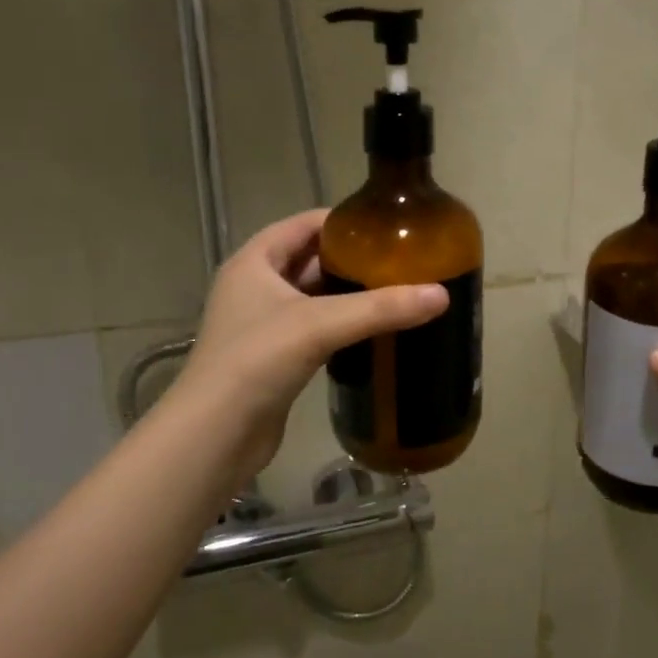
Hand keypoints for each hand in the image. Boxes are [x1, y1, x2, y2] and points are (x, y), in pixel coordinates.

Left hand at [169, 209, 447, 484]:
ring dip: (348, 295)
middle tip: (401, 264)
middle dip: (353, 261)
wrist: (215, 435)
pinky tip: (372, 332)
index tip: (389, 229)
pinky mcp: (271, 357)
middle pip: (310, 259)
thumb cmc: (257, 362)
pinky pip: (313, 328)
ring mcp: (260, 323)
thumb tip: (442, 295)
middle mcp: (254, 286)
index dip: (345, 222)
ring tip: (395, 293)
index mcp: (254, 261)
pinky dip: (340, 325)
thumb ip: (381, 308)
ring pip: (312, 297)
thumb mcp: (320, 325)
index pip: (304, 224)